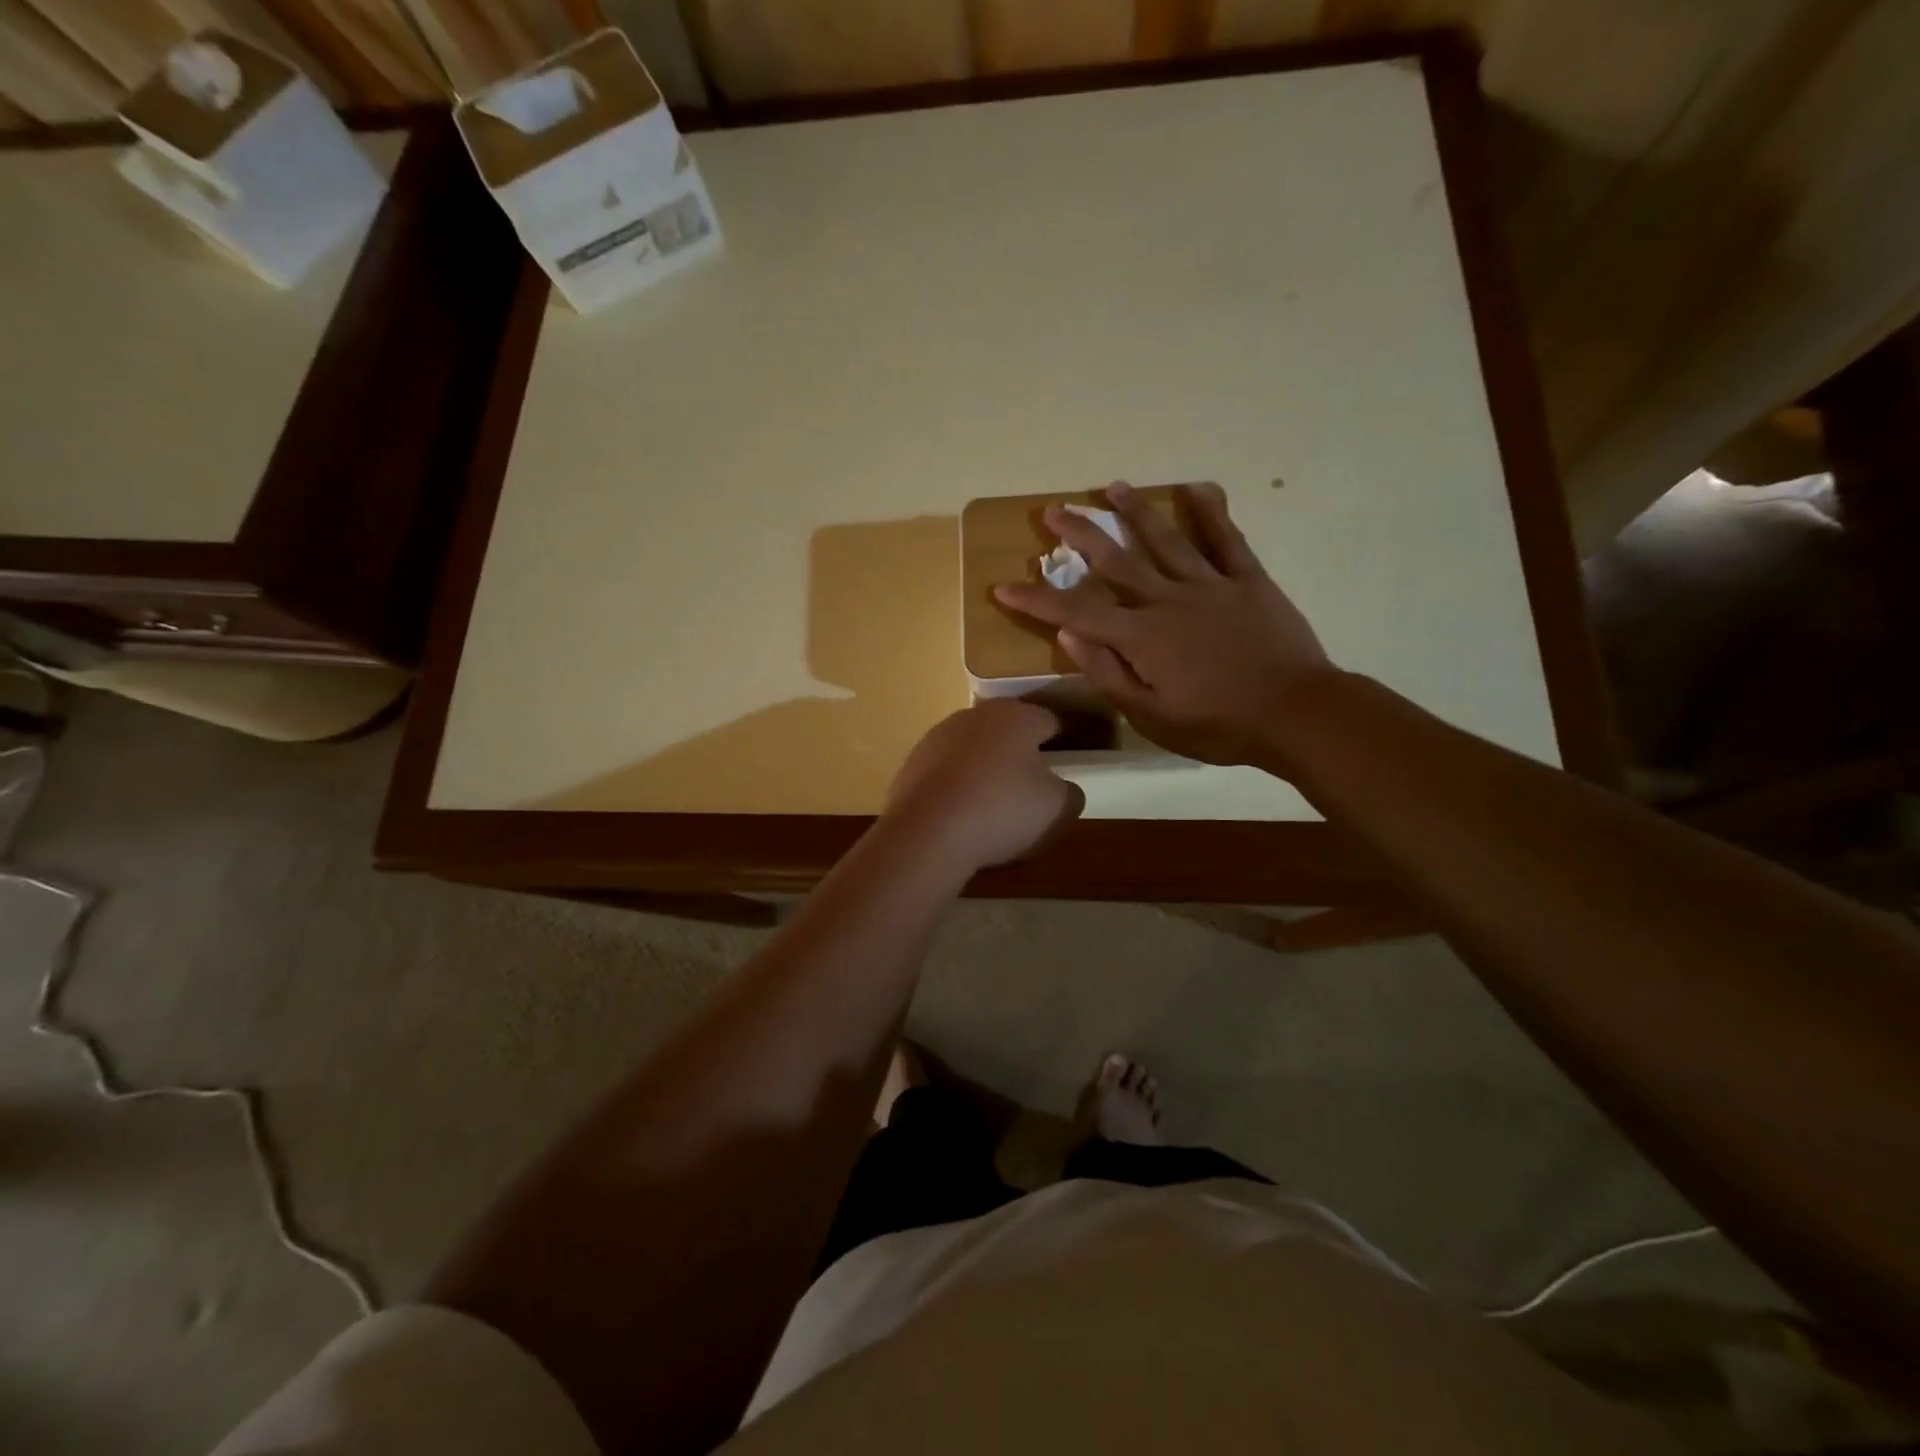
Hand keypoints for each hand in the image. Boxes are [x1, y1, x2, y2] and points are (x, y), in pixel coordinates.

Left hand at [881, 699, 1084, 874]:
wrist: (926, 832)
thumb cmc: (1002, 810)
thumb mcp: (1058, 808)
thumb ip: (1070, 793)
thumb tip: (1064, 789)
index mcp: (1016, 716)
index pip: (1049, 722)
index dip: (1061, 744)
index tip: (1066, 769)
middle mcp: (975, 715)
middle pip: (1007, 733)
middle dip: (1019, 756)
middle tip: (1029, 792)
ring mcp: (937, 737)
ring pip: (973, 751)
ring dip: (984, 771)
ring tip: (991, 810)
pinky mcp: (911, 763)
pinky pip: (945, 774)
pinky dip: (955, 789)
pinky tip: (959, 818)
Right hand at [993, 481, 1337, 766]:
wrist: (1295, 714)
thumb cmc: (1218, 725)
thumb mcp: (1151, 716)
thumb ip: (1108, 673)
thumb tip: (1067, 635)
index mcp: (1141, 637)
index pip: (1075, 611)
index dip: (1036, 598)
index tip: (1003, 585)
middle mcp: (1167, 600)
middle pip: (1116, 561)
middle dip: (1080, 535)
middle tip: (1053, 511)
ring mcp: (1209, 585)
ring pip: (1165, 540)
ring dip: (1135, 513)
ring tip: (1112, 487)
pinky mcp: (1248, 581)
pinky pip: (1226, 540)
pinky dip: (1211, 512)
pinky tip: (1197, 489)